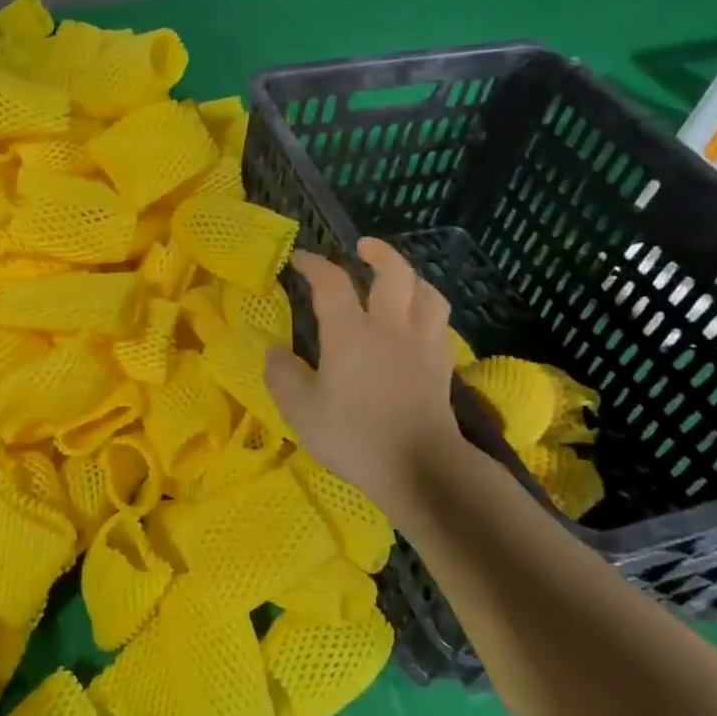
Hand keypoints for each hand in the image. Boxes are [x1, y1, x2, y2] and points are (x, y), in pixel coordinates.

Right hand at [265, 238, 461, 521]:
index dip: (314, 264)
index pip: (332, 282)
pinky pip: (439, 322)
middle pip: (394, 273)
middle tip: (362, 247)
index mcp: (350, 332)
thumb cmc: (354, 435)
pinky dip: (427, 309)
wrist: (421, 467)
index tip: (299, 259)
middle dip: (378, 253)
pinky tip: (417, 321)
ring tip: (398, 278)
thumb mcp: (301, 410)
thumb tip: (275, 351)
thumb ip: (282, 375)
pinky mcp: (441, 366)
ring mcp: (422, 344)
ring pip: (426, 293)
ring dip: (411, 277)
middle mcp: (390, 327)